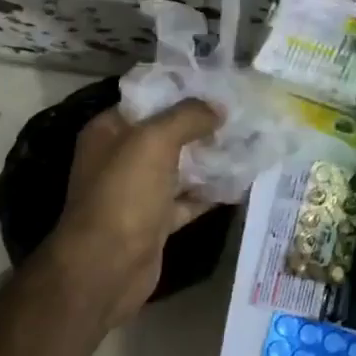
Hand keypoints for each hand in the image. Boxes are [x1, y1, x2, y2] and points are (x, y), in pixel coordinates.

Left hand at [45, 101, 220, 327]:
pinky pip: (187, 199)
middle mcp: (120, 158)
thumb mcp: (154, 141)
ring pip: (180, 167)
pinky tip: (241, 181)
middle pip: (167, 133)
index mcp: (109, 131)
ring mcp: (137, 191)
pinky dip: (210, 192)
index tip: (219, 86)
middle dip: (202, 125)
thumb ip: (187, 117)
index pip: (147, 100)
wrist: (106, 268)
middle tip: (241, 114)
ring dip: (210, 158)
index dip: (182, 91)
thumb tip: (218, 107)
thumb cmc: (124, 194)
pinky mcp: (155, 221)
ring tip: (249, 142)